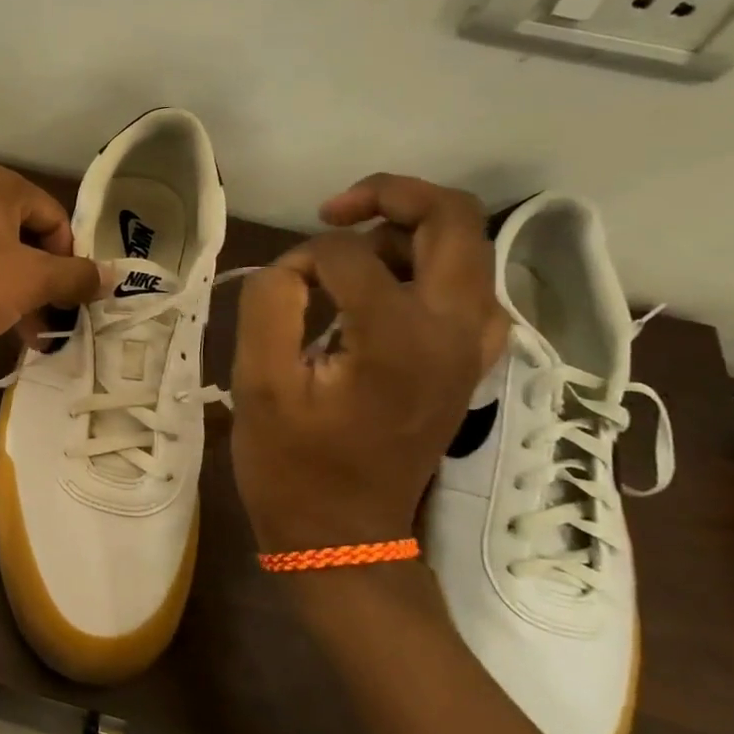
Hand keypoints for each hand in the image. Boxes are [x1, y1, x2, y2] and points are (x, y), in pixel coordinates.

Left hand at [0, 164, 108, 354]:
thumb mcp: (32, 282)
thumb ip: (76, 277)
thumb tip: (112, 276)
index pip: (54, 217)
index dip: (69, 259)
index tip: (68, 297)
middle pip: (22, 237)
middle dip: (42, 283)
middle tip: (50, 322)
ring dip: (15, 294)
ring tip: (25, 336)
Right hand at [230, 175, 506, 553]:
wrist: (345, 537)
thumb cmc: (294, 466)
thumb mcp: (259, 384)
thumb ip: (270, 304)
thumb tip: (293, 269)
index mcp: (401, 337)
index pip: (349, 253)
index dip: (301, 259)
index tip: (277, 293)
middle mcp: (455, 331)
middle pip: (452, 219)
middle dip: (390, 196)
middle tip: (332, 212)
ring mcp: (474, 348)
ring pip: (464, 248)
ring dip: (407, 233)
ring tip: (350, 259)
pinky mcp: (470, 364)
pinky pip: (468, 289)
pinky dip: (428, 269)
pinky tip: (387, 292)